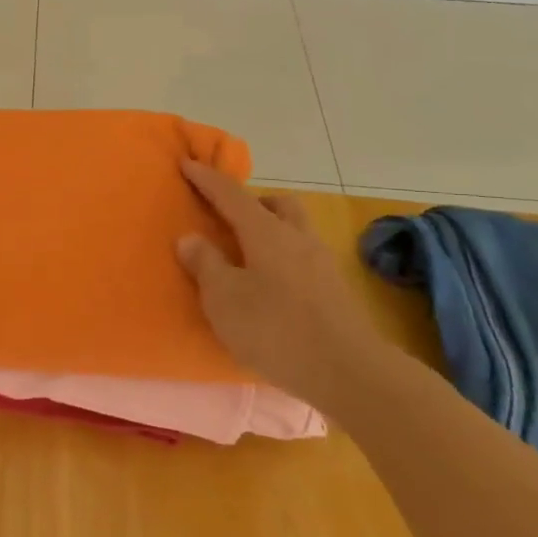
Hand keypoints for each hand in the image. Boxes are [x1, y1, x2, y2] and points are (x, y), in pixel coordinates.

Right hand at [175, 159, 384, 410]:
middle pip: (276, 203)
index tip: (187, 164)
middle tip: (226, 216)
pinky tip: (271, 284)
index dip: (207, 179)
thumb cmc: (276, 329)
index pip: (231, 194)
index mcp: (266, 232)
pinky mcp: (335, 290)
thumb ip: (205, 264)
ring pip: (294, 228)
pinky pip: (302, 256)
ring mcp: (321, 263)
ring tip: (247, 253)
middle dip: (251, 201)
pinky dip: (282, 256)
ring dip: (270, 228)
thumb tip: (190, 237)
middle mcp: (297, 237)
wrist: (350, 372)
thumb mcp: (224, 299)